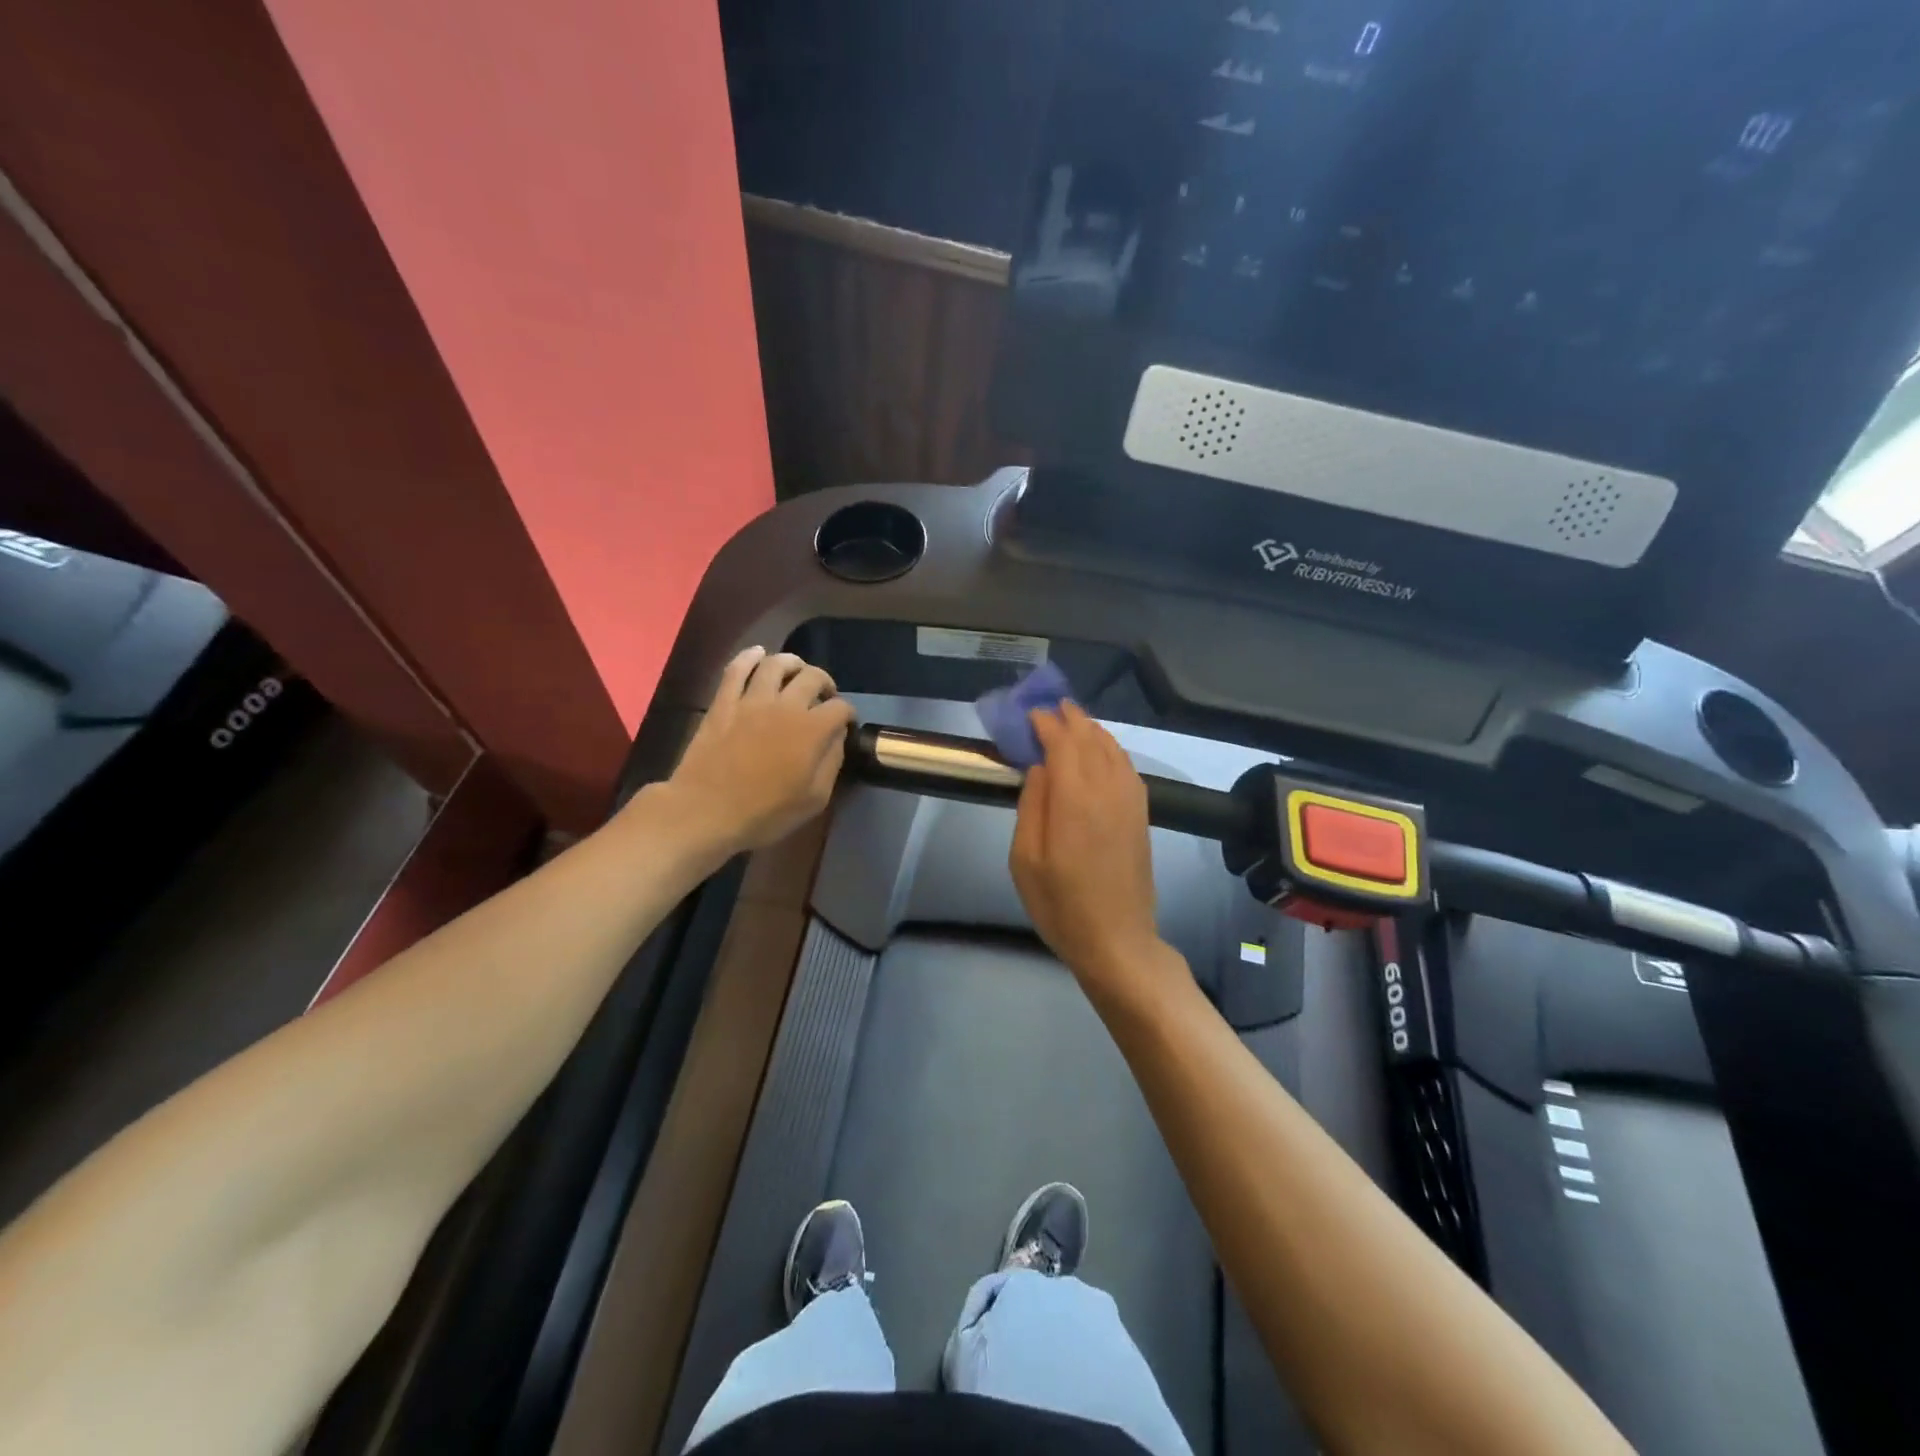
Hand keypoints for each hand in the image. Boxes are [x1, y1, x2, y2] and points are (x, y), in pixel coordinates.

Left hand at [666, 648, 855, 853]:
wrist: (706, 811)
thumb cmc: (765, 812)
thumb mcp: (814, 799)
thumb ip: (832, 763)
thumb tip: (837, 738)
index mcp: (812, 730)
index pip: (840, 708)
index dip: (848, 714)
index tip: (845, 723)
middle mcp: (786, 705)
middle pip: (812, 677)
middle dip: (825, 683)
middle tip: (824, 696)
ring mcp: (751, 700)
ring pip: (776, 664)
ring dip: (793, 663)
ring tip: (797, 671)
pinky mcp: (723, 702)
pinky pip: (737, 668)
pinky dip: (750, 657)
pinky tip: (758, 654)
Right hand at [1009, 704, 1169, 997]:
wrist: (1117, 940)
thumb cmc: (1060, 905)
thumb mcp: (1025, 860)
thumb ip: (1031, 806)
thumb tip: (1039, 767)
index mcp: (1075, 800)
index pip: (1062, 743)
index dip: (1045, 724)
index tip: (1029, 714)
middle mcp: (1107, 791)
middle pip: (1091, 739)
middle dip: (1070, 718)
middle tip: (1051, 706)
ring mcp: (1130, 801)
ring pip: (1113, 749)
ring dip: (1093, 730)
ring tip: (1074, 720)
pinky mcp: (1141, 815)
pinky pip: (1127, 767)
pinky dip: (1112, 749)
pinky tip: (1102, 752)